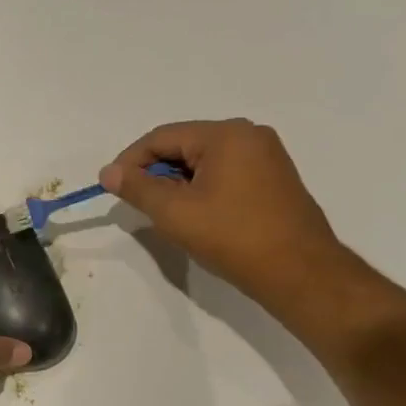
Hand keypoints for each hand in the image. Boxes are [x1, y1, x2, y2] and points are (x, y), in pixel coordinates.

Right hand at [99, 120, 349, 309]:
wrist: (297, 271)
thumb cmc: (232, 236)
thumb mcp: (174, 212)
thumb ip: (137, 188)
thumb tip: (108, 172)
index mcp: (226, 135)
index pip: (162, 137)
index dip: (130, 161)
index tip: (111, 188)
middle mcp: (249, 136)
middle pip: (184, 145)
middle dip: (154, 172)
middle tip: (136, 203)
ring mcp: (265, 156)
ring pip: (203, 161)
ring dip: (176, 182)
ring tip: (163, 213)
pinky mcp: (272, 178)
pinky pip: (223, 173)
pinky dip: (200, 188)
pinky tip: (193, 214)